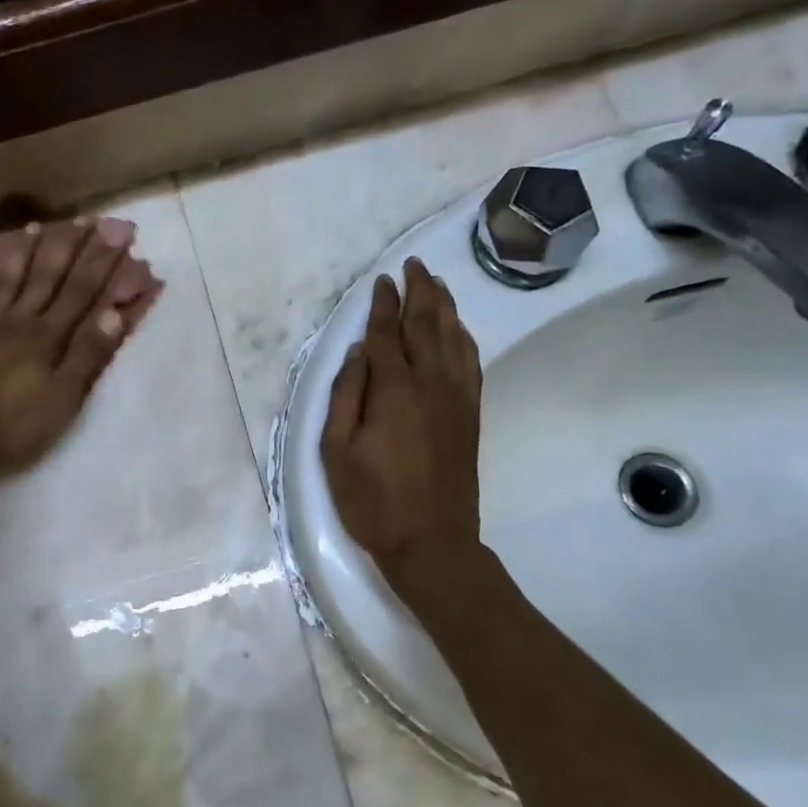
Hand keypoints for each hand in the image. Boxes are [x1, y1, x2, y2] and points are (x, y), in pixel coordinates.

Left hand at [0, 220, 134, 480]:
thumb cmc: (13, 426)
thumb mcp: (62, 398)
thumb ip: (87, 355)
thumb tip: (113, 311)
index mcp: (48, 336)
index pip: (82, 291)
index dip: (101, 262)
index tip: (116, 232)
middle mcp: (19, 321)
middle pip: (48, 277)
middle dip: (69, 248)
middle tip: (86, 220)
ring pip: (9, 281)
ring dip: (25, 253)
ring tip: (36, 226)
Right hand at [321, 259, 484, 582]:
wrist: (432, 542)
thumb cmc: (373, 500)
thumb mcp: (337, 451)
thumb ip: (345, 395)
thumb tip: (358, 353)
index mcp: (394, 390)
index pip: (388, 333)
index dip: (383, 304)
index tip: (381, 281)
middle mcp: (431, 383)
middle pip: (428, 324)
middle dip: (420, 290)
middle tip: (414, 264)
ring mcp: (457, 398)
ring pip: (454, 337)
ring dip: (445, 306)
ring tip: (436, 283)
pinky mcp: (470, 414)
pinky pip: (470, 362)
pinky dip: (463, 337)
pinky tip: (458, 329)